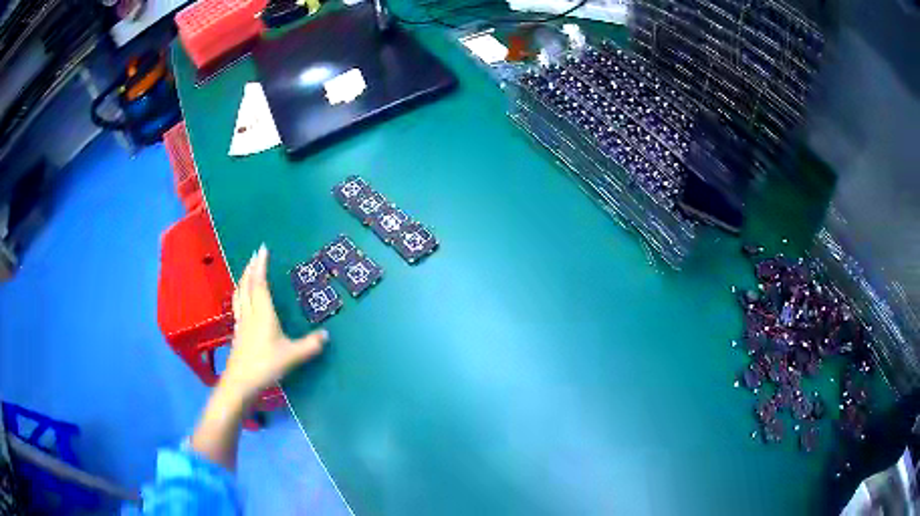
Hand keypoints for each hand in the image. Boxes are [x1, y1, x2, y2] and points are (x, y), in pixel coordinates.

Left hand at [222, 244, 327, 405]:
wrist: (241, 382)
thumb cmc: (265, 365)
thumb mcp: (292, 356)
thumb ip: (310, 345)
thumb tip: (326, 335)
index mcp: (263, 314)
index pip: (260, 283)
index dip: (261, 265)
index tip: (263, 249)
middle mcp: (250, 313)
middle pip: (247, 285)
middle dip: (251, 267)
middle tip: (255, 254)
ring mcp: (241, 322)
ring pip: (240, 294)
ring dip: (243, 278)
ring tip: (247, 271)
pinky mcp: (237, 332)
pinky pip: (237, 305)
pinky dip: (240, 294)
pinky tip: (242, 299)